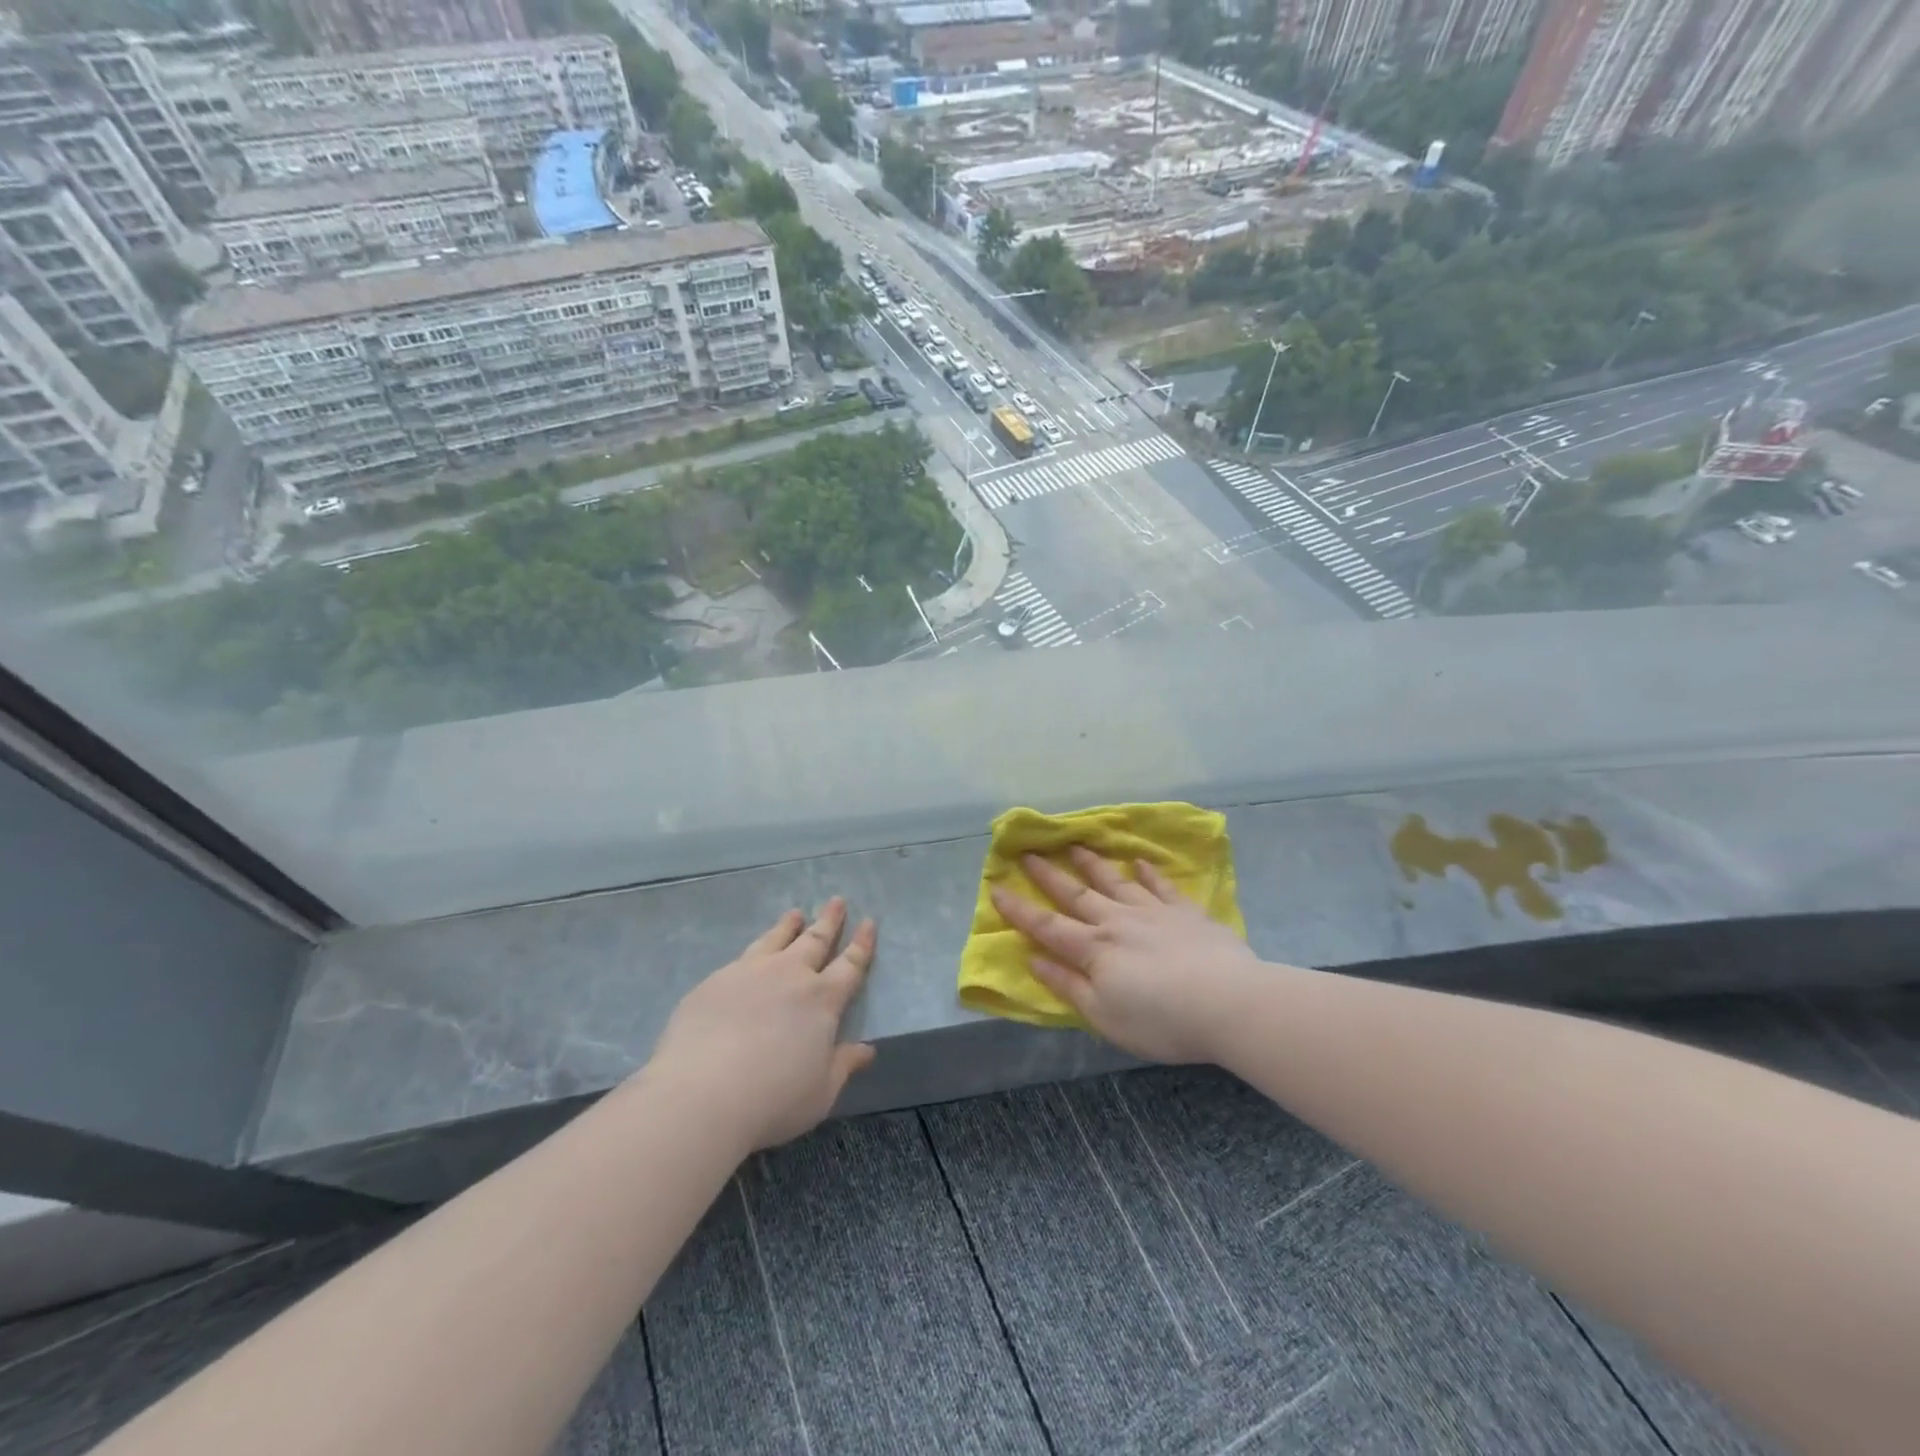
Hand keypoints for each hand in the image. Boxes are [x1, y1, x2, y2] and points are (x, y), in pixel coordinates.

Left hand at [647, 898, 876, 1152]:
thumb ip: (843, 1065)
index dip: (861, 944)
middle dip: (829, 921)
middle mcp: (789, 976)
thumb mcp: (821, 1091)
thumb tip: (867, 1050)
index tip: (868, 922)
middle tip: (836, 900)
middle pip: (815, 941)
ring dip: (789, 926)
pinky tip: (751, 954)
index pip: (850, 965)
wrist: (702, 1094)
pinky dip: (756, 947)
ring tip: (794, 913)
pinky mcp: (715, 982)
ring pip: (776, 940)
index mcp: (822, 1000)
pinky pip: (743, 956)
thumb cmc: (773, 1099)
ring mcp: (749, 973)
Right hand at [990, 848, 1261, 1063]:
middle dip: (1048, 875)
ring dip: (1092, 864)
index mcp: (1094, 949)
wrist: (1227, 1003)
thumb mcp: (1104, 1015)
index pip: (1047, 926)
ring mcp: (1153, 912)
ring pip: (1115, 882)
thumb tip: (1033, 958)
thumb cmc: (1160, 1020)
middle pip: (1076, 895)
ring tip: (1075, 845)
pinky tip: (1140, 862)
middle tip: (1028, 852)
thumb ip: (1067, 985)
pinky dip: (1149, 873)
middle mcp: (1117, 922)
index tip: (996, 888)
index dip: (1019, 909)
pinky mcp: (1186, 913)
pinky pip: (1162, 887)